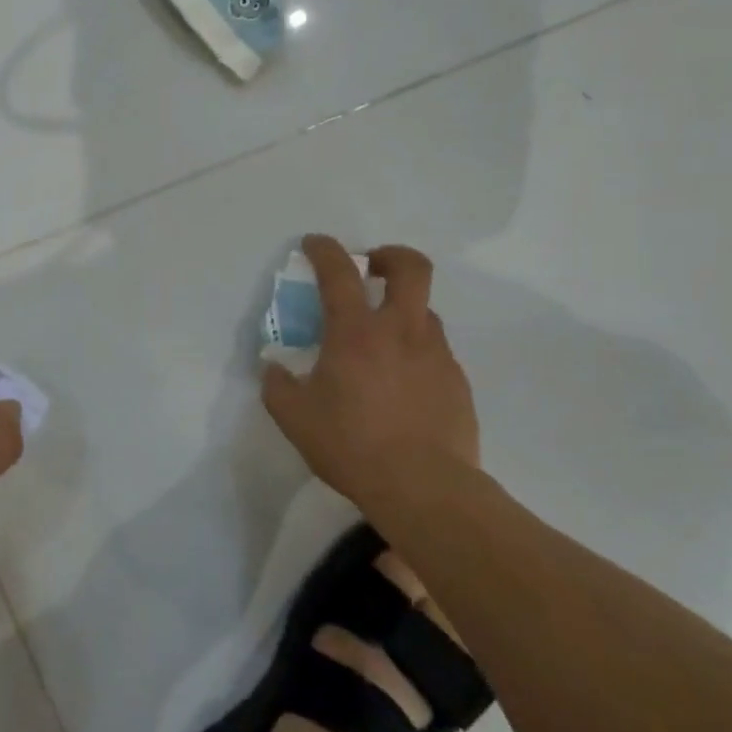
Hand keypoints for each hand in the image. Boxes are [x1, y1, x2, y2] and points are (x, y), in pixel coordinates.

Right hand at [262, 235, 479, 512]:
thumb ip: (278, 385)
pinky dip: (415, 353)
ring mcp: (436, 354)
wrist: (424, 488)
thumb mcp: (294, 417)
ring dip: (402, 311)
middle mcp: (401, 330)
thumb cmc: (351, 444)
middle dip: (390, 256)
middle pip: (411, 267)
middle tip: (372, 268)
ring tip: (381, 343)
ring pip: (425, 311)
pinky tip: (401, 386)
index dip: (325, 249)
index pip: (340, 271)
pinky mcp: (457, 381)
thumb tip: (274, 368)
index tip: (314, 244)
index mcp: (356, 332)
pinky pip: (435, 351)